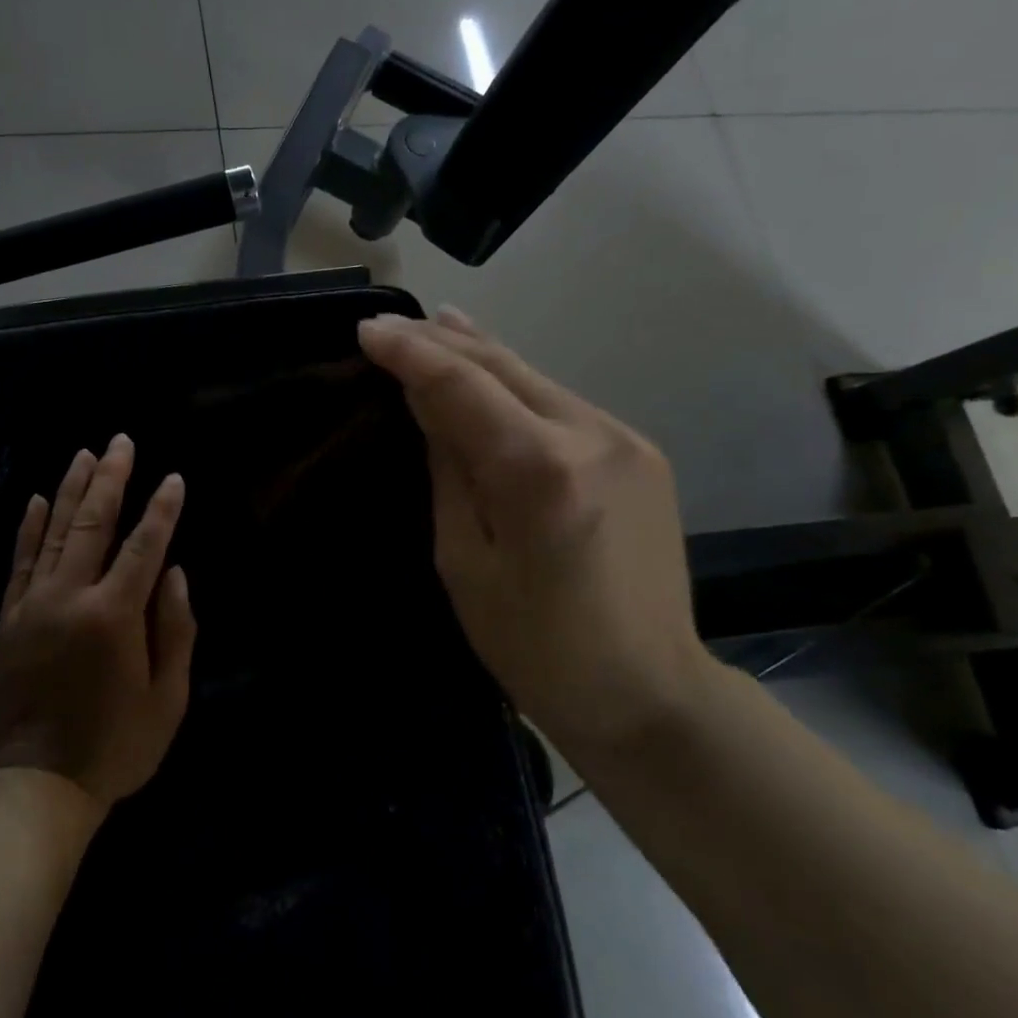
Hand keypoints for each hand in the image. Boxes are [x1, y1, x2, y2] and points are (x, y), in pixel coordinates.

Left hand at [0, 435, 197, 811]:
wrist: (36, 786)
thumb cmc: (115, 746)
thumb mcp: (168, 698)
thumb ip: (176, 629)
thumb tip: (173, 573)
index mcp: (115, 615)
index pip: (145, 545)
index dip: (162, 509)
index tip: (172, 478)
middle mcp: (71, 597)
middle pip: (94, 523)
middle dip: (112, 478)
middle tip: (121, 441)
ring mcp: (33, 605)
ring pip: (54, 532)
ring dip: (72, 489)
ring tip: (85, 454)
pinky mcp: (8, 620)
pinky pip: (19, 562)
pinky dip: (28, 528)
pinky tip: (36, 499)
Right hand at [358, 309, 712, 759]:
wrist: (651, 693)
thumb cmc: (536, 646)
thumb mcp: (464, 561)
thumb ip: (448, 468)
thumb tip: (425, 400)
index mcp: (539, 472)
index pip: (461, 385)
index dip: (409, 352)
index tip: (366, 329)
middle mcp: (590, 435)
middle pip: (501, 364)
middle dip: (440, 339)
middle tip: (389, 325)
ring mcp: (624, 438)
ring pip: (534, 376)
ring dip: (478, 353)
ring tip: (433, 326)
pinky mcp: (640, 450)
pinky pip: (560, 402)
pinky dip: (515, 383)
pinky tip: (490, 372)